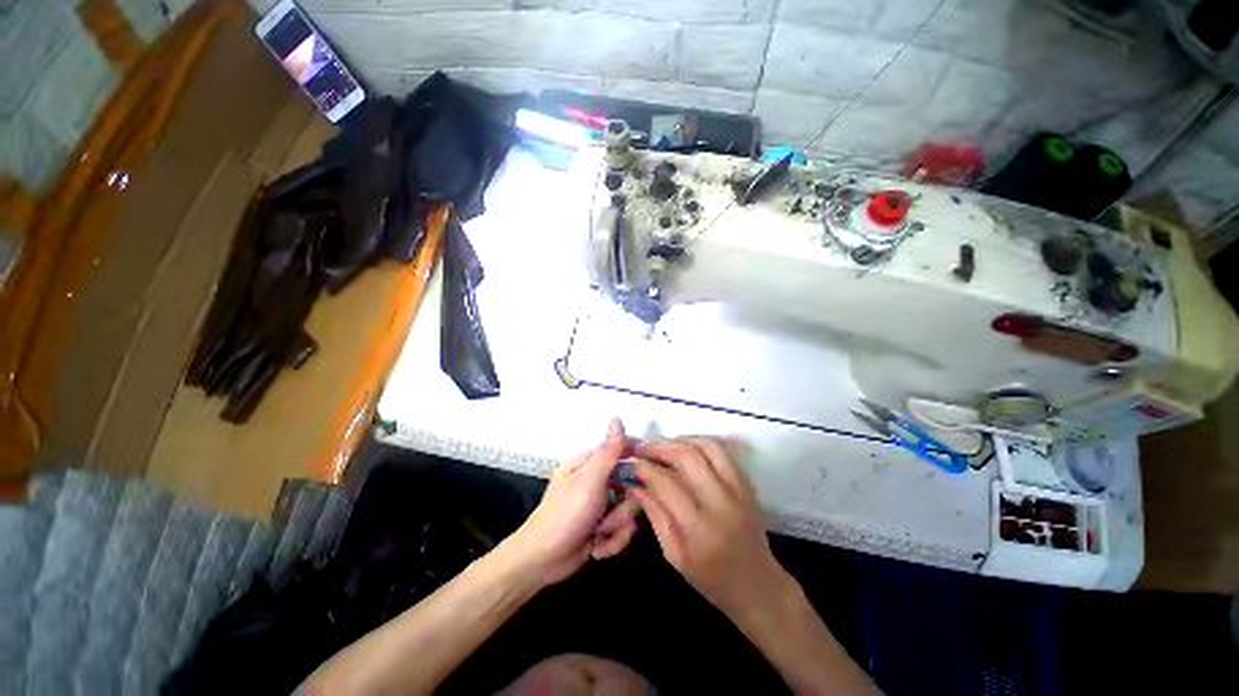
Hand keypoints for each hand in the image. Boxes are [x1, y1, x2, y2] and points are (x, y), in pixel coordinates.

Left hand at [501, 418, 640, 585]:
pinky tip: (596, 549)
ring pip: (629, 510)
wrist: (542, 562)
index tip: (649, 476)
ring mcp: (601, 504)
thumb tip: (618, 417)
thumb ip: (608, 452)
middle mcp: (597, 480)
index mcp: (589, 463)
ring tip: (599, 535)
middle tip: (610, 518)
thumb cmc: (565, 515)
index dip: (638, 462)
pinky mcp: (603, 527)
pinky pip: (623, 530)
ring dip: (617, 527)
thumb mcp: (589, 481)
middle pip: (631, 485)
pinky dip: (612, 542)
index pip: (622, 451)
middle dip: (624, 508)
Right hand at [629, 438, 790, 618]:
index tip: (631, 462)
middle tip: (642, 448)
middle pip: (687, 457)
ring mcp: (737, 490)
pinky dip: (701, 443)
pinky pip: (723, 452)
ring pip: (707, 447)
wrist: (757, 585)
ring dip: (680, 440)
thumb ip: (655, 516)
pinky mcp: (746, 484)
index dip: (645, 468)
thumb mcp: (674, 556)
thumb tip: (636, 484)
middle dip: (660, 447)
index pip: (666, 483)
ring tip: (663, 445)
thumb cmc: (711, 579)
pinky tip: (686, 448)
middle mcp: (720, 502)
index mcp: (698, 529)